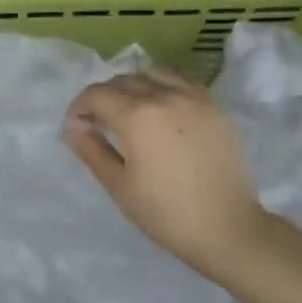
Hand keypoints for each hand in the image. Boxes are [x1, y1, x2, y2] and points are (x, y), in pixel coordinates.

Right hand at [63, 69, 270, 275]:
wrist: (228, 229)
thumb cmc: (167, 213)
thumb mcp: (120, 186)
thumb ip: (92, 150)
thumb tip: (72, 128)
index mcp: (137, 115)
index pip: (97, 94)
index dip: (80, 106)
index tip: (76, 125)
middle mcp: (164, 95)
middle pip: (124, 80)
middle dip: (104, 96)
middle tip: (99, 121)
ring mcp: (193, 97)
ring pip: (153, 73)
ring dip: (134, 85)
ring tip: (132, 109)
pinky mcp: (214, 105)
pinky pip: (181, 80)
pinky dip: (163, 85)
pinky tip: (163, 109)